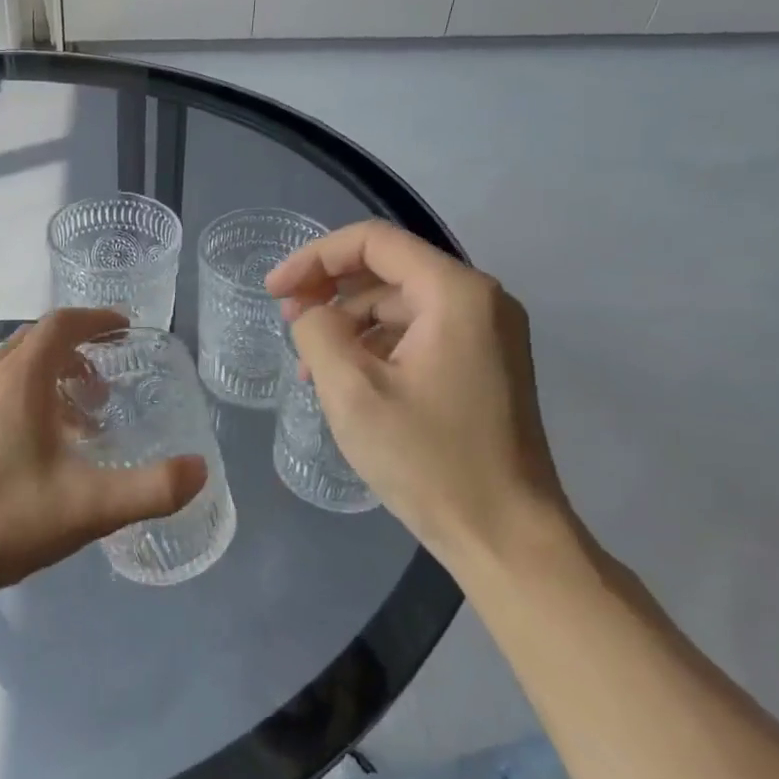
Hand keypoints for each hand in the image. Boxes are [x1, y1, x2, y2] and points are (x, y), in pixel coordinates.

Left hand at [0, 309, 207, 617]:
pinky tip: (44, 447)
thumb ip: (151, 489)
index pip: (60, 324)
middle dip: (78, 351)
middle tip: (108, 386)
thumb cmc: (3, 519)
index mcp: (19, 380)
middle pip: (37, 341)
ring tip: (83, 420)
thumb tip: (199, 469)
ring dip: (53, 376)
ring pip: (16, 367)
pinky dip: (30, 397)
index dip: (96, 319)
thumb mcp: (88, 508)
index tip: (125, 330)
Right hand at [266, 221, 573, 572]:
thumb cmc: (428, 460)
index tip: (273, 290)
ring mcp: (487, 335)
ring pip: (400, 305)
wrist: (506, 536)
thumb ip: (318, 333)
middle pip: (388, 269)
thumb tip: (313, 314)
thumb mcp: (352, 392)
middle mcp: (480, 302)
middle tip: (285, 321)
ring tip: (308, 364)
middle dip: (329, 289)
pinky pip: (418, 335)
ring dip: (348, 324)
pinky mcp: (484, 366)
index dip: (314, 257)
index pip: (374, 242)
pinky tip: (345, 380)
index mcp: (456, 294)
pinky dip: (375, 347)